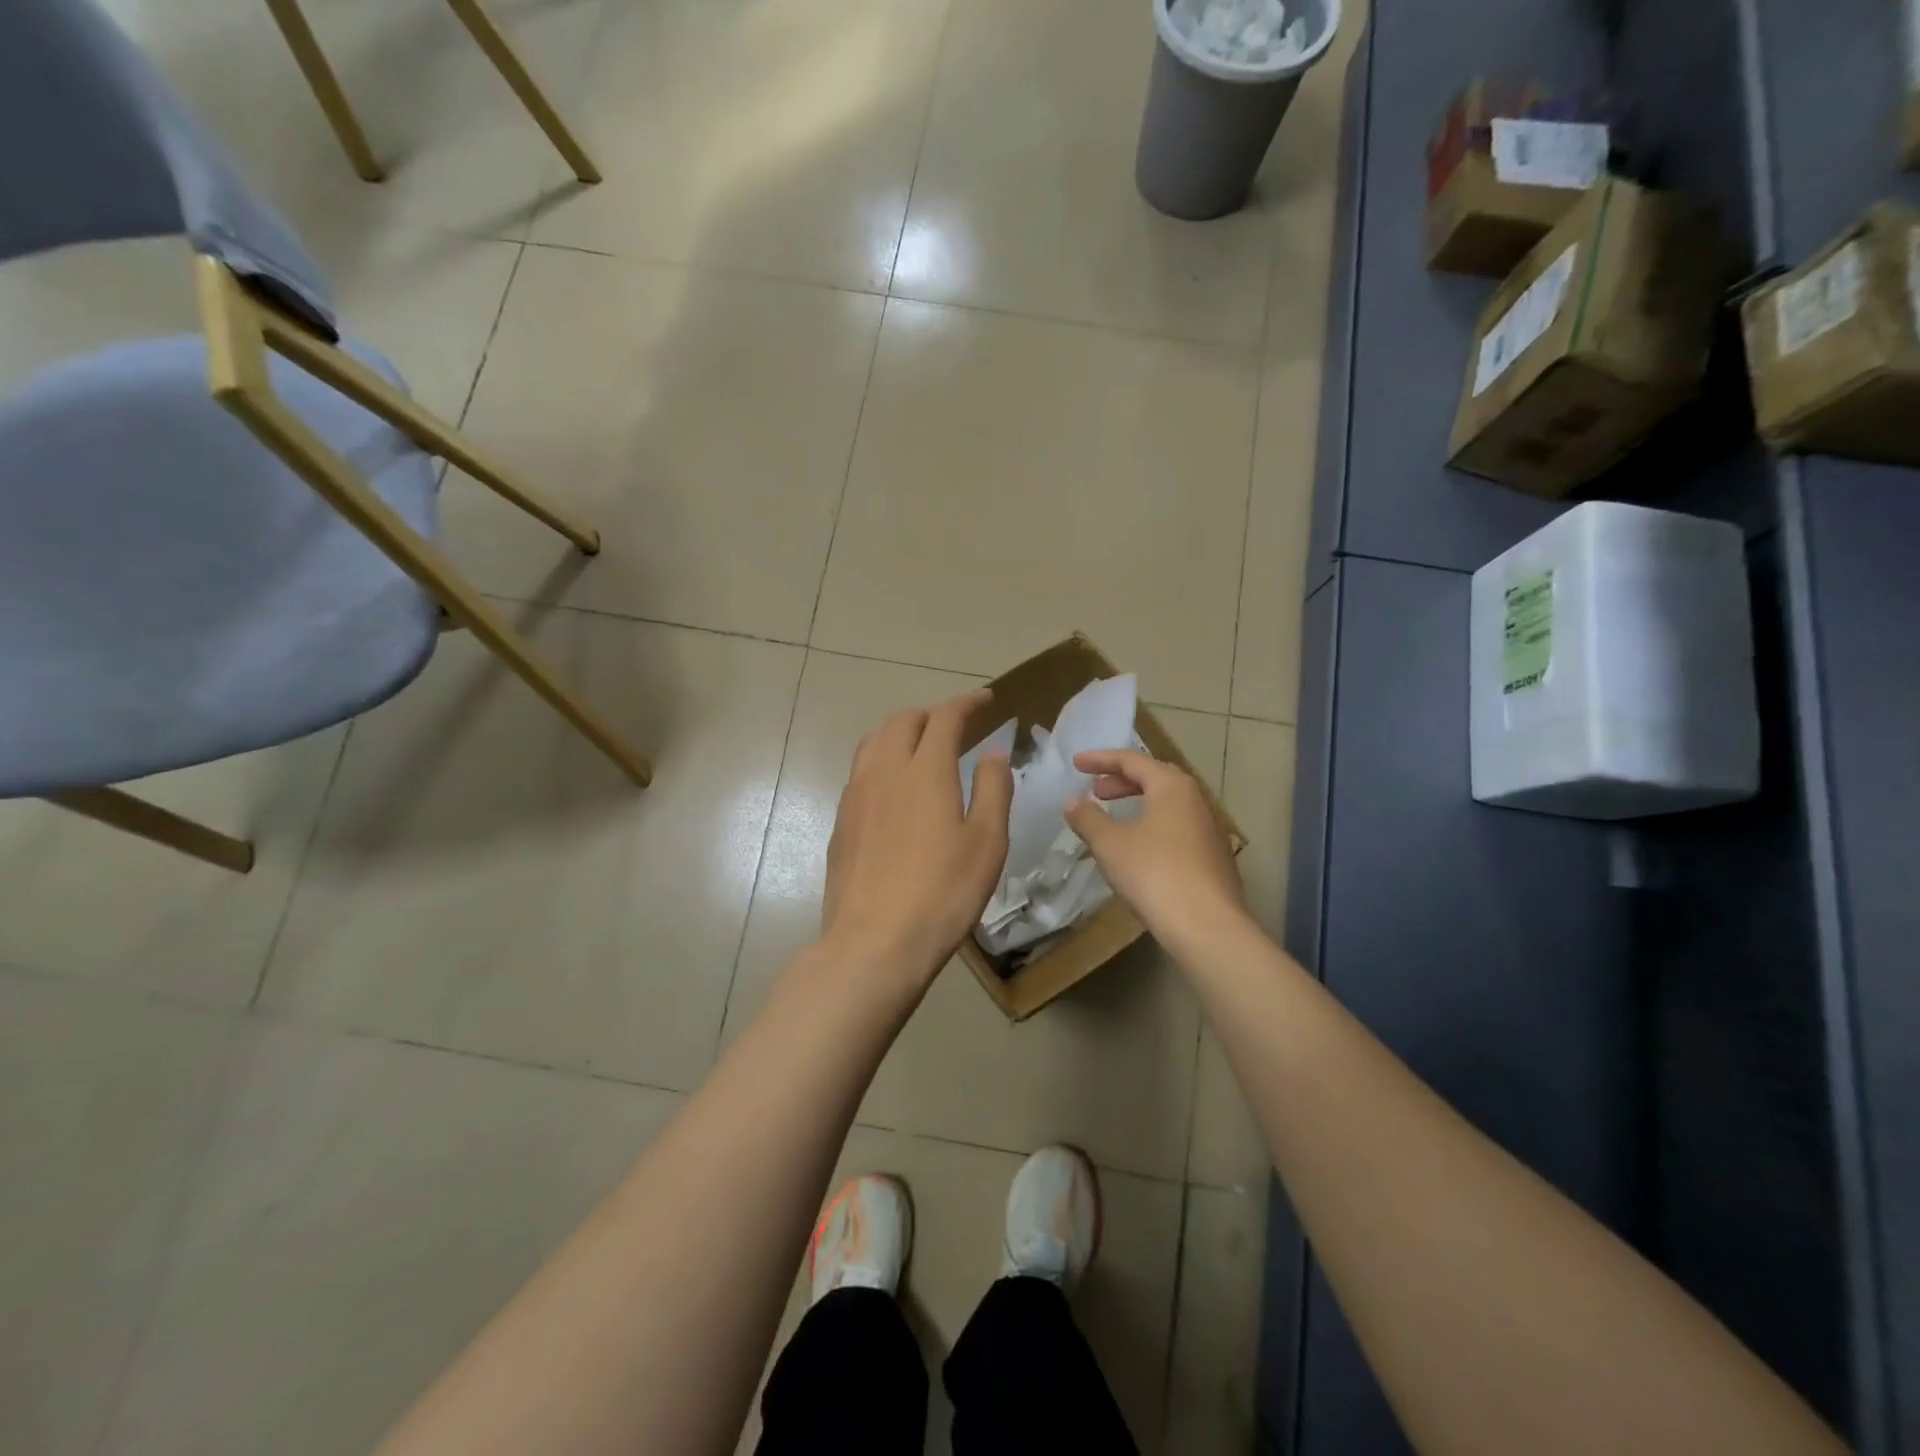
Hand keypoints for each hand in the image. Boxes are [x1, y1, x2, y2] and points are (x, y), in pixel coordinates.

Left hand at [821, 691, 1013, 988]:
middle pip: (903, 721)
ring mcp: (856, 795)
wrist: (874, 942)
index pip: (945, 717)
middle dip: (932, 714)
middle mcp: (884, 771)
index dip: (966, 703)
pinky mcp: (841, 821)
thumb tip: (992, 753)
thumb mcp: (986, 843)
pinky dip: (882, 760)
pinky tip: (894, 787)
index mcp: (925, 770)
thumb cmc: (942, 893)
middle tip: (957, 727)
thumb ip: (992, 789)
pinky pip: (861, 770)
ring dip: (901, 732)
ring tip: (922, 747)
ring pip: (874, 742)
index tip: (985, 700)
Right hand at [1065, 749, 1246, 947]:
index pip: (1132, 760)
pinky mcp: (1214, 857)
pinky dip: (1153, 826)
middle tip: (1096, 791)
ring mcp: (1210, 829)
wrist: (1207, 925)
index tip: (1076, 764)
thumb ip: (1087, 818)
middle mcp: (1195, 799)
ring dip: (1139, 804)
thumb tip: (1072, 801)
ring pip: (1168, 805)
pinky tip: (1139, 849)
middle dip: (1122, 781)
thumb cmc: (1154, 873)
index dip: (1101, 759)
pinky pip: (1177, 828)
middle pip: (1155, 778)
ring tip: (1115, 819)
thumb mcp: (1110, 844)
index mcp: (1171, 786)